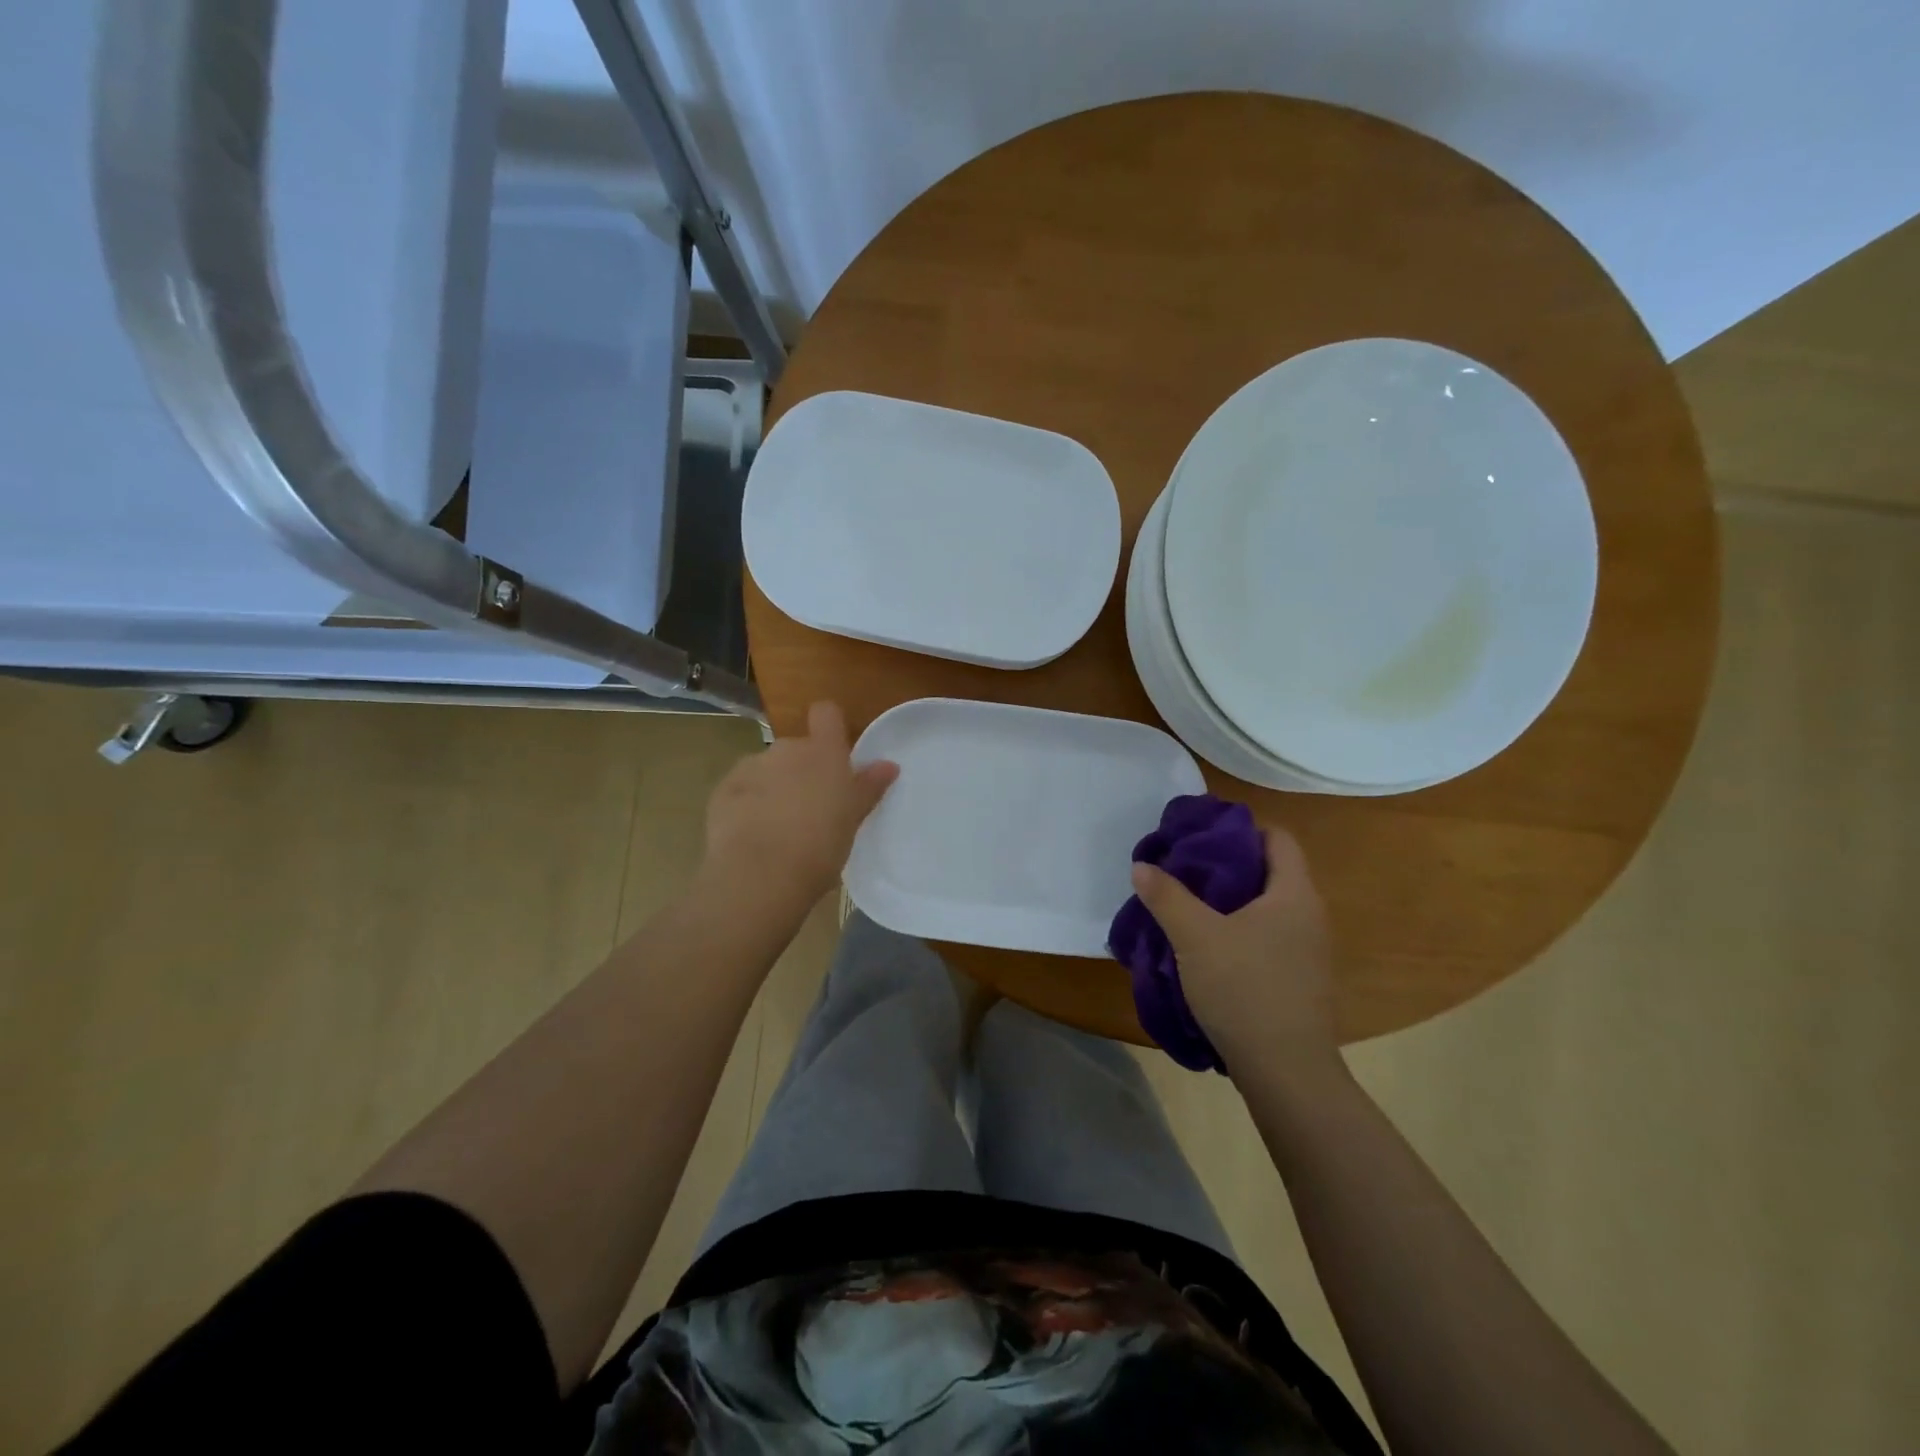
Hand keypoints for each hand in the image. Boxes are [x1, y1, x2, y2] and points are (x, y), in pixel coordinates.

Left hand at [701, 702, 898, 909]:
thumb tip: (888, 765)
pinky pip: (740, 790)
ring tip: (778, 828)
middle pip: (797, 748)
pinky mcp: (722, 791)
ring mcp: (750, 767)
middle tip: (811, 808)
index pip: (826, 714)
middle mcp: (786, 750)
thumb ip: (868, 787)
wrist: (760, 875)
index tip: (835, 751)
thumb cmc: (820, 845)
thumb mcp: (853, 818)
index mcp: (823, 752)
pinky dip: (746, 805)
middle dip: (802, 771)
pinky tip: (751, 836)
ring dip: (773, 788)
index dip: (830, 726)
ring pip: (767, 770)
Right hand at [1129, 827, 1340, 1082]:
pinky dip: (1240, 931)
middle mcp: (1309, 916)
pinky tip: (1208, 947)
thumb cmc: (1244, 989)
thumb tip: (1142, 866)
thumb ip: (1167, 896)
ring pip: (1267, 908)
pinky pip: (1268, 938)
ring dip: (1231, 902)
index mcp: (1294, 894)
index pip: (1277, 838)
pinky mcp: (1299, 980)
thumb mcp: (1194, 937)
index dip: (1240, 828)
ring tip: (1188, 905)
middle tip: (1184, 868)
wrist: (1286, 1072)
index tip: (1200, 835)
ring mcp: (1309, 952)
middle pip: (1270, 872)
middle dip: (1227, 865)